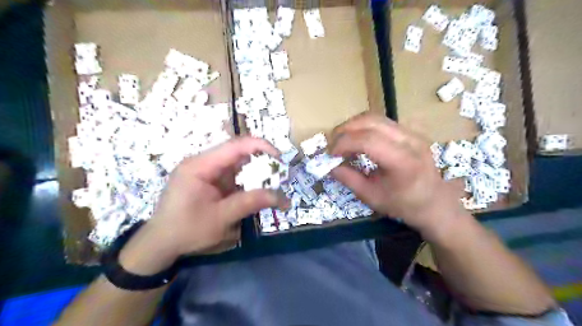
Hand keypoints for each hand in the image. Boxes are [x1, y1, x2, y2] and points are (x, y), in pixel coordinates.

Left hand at [132, 137, 284, 263]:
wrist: (160, 244)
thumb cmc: (186, 230)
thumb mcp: (220, 218)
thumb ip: (250, 203)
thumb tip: (282, 197)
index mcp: (200, 165)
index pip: (235, 146)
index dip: (261, 147)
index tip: (280, 159)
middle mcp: (203, 163)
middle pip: (238, 154)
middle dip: (262, 163)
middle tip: (281, 177)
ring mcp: (206, 172)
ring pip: (238, 165)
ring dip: (256, 174)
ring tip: (274, 186)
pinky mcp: (209, 181)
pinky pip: (233, 176)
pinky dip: (248, 183)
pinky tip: (258, 192)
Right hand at [330, 113, 466, 240]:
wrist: (435, 203)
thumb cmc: (403, 205)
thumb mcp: (371, 197)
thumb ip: (349, 179)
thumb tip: (330, 166)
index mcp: (403, 161)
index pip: (367, 140)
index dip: (344, 143)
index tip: (331, 154)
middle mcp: (410, 141)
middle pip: (371, 121)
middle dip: (345, 129)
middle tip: (332, 143)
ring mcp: (413, 133)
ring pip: (376, 117)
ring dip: (354, 125)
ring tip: (342, 139)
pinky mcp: (411, 132)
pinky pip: (382, 122)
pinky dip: (364, 127)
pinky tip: (358, 139)